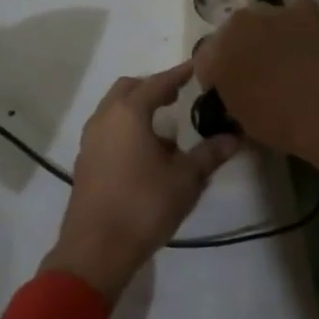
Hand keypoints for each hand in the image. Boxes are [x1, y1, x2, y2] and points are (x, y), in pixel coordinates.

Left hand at [40, 64, 239, 305]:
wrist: (95, 251)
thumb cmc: (143, 206)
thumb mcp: (185, 180)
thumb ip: (208, 154)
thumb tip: (233, 137)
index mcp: (129, 113)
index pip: (157, 83)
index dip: (178, 74)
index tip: (195, 67)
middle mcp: (105, 118)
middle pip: (129, 89)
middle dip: (153, 87)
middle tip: (177, 95)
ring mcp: (90, 141)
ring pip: (114, 110)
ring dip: (138, 109)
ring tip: (165, 128)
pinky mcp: (85, 162)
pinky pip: (108, 130)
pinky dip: (127, 128)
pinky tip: (147, 153)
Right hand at [193, 0, 318, 185]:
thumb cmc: (279, 123)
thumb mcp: (241, 120)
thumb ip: (230, 98)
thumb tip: (236, 93)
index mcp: (215, 55)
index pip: (204, 61)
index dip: (216, 77)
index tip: (228, 91)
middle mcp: (237, 24)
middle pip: (231, 32)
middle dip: (240, 48)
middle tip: (257, 71)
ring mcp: (271, 11)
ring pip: (260, 17)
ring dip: (266, 31)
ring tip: (285, 54)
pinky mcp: (303, 8)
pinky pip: (295, 6)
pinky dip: (297, 18)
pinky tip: (306, 36)